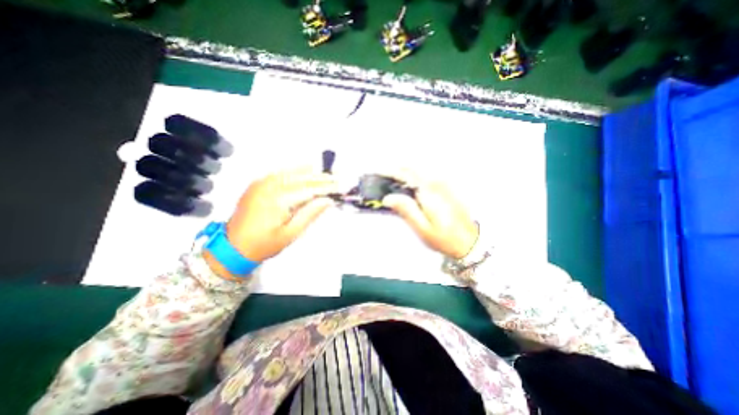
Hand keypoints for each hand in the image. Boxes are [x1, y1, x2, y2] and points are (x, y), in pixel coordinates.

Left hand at [218, 167, 337, 264]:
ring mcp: (261, 183)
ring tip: (326, 174)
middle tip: (336, 178)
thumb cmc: (264, 245)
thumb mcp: (290, 234)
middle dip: (321, 178)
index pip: (308, 190)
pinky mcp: (257, 184)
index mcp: (277, 201)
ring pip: (291, 173)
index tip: (339, 187)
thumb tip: (327, 200)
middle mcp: (268, 187)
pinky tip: (305, 170)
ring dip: (310, 173)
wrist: (232, 247)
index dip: (326, 188)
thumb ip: (310, 214)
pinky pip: (280, 173)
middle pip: (301, 178)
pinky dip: (295, 171)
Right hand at [381, 170, 478, 257]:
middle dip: (397, 168)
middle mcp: (437, 184)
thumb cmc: (444, 238)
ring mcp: (444, 185)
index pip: (406, 175)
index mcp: (429, 193)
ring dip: (406, 171)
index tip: (379, 171)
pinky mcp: (447, 189)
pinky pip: (427, 176)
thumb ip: (406, 210)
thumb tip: (389, 198)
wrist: (470, 242)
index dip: (391, 171)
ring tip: (394, 179)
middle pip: (414, 168)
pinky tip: (411, 184)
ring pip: (421, 170)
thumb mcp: (423, 228)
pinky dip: (416, 176)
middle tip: (384, 175)